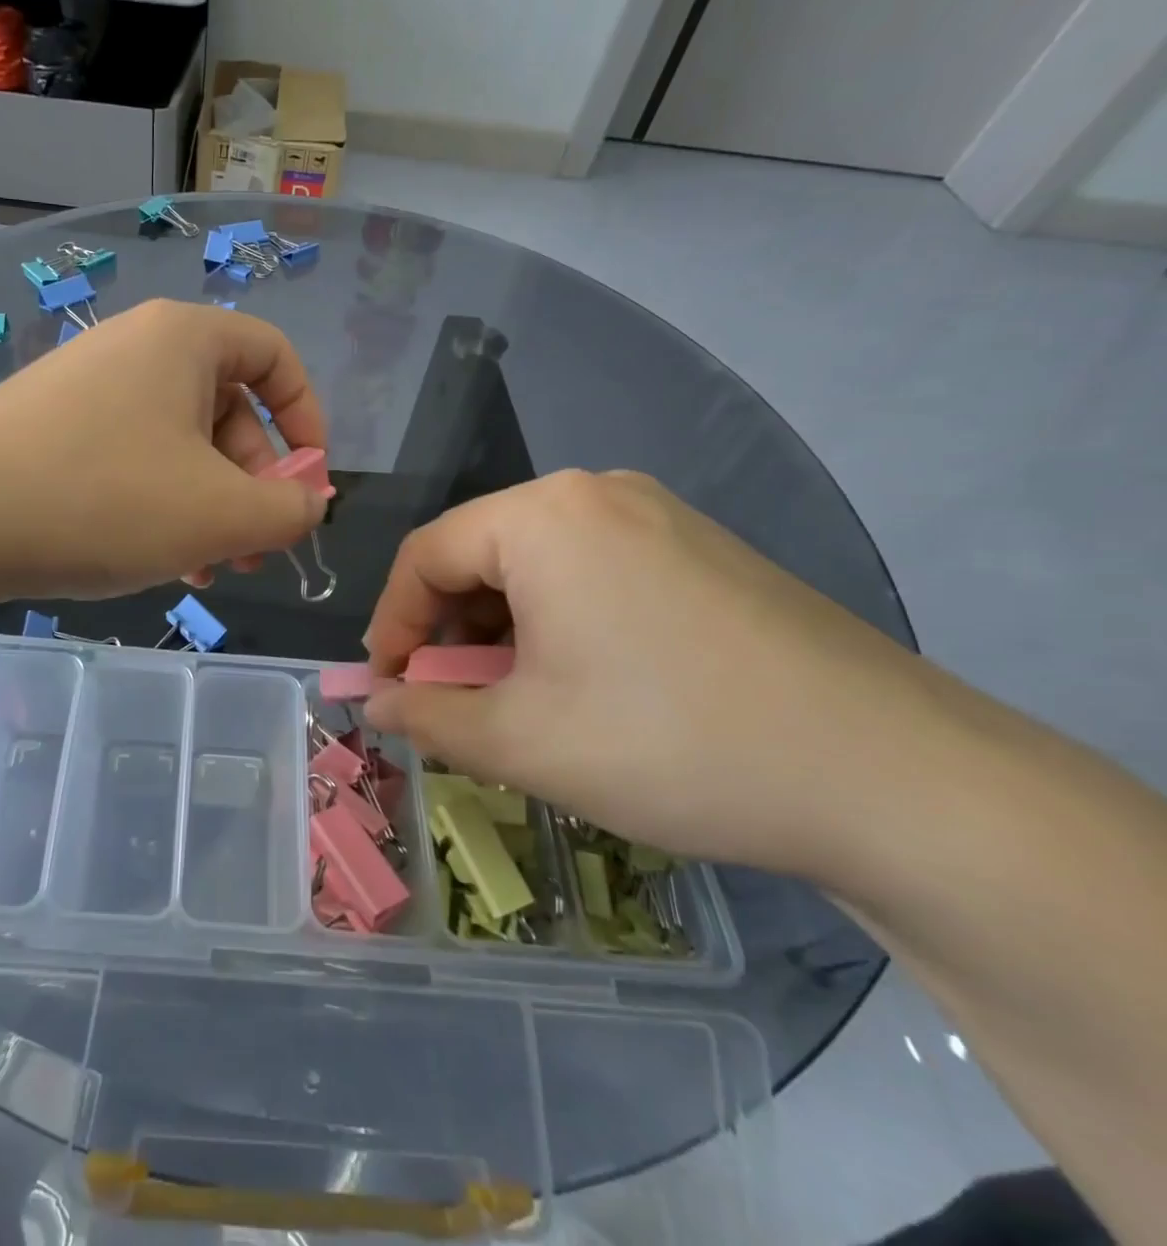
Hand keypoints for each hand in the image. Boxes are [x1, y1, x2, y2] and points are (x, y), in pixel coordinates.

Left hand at [0, 300, 329, 600]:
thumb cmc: (105, 500)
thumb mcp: (220, 514)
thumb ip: (287, 509)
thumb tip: (310, 501)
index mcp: (184, 340)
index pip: (275, 357)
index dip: (307, 419)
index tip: (307, 484)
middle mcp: (136, 348)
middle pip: (228, 409)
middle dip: (254, 484)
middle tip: (254, 550)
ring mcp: (89, 388)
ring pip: (179, 444)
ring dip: (209, 506)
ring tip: (211, 569)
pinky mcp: (53, 430)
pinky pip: (132, 460)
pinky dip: (160, 505)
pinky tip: (160, 561)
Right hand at [361, 470, 945, 880]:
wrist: (899, 781)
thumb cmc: (673, 744)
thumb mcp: (522, 742)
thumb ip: (426, 718)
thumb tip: (376, 704)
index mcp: (542, 517)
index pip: (423, 556)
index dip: (391, 626)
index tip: (388, 689)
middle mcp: (596, 495)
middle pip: (479, 554)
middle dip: (449, 632)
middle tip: (453, 702)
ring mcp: (659, 517)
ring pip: (536, 565)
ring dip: (503, 630)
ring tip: (516, 700)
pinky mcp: (702, 551)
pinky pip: (593, 572)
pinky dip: (559, 622)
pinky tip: (583, 683)